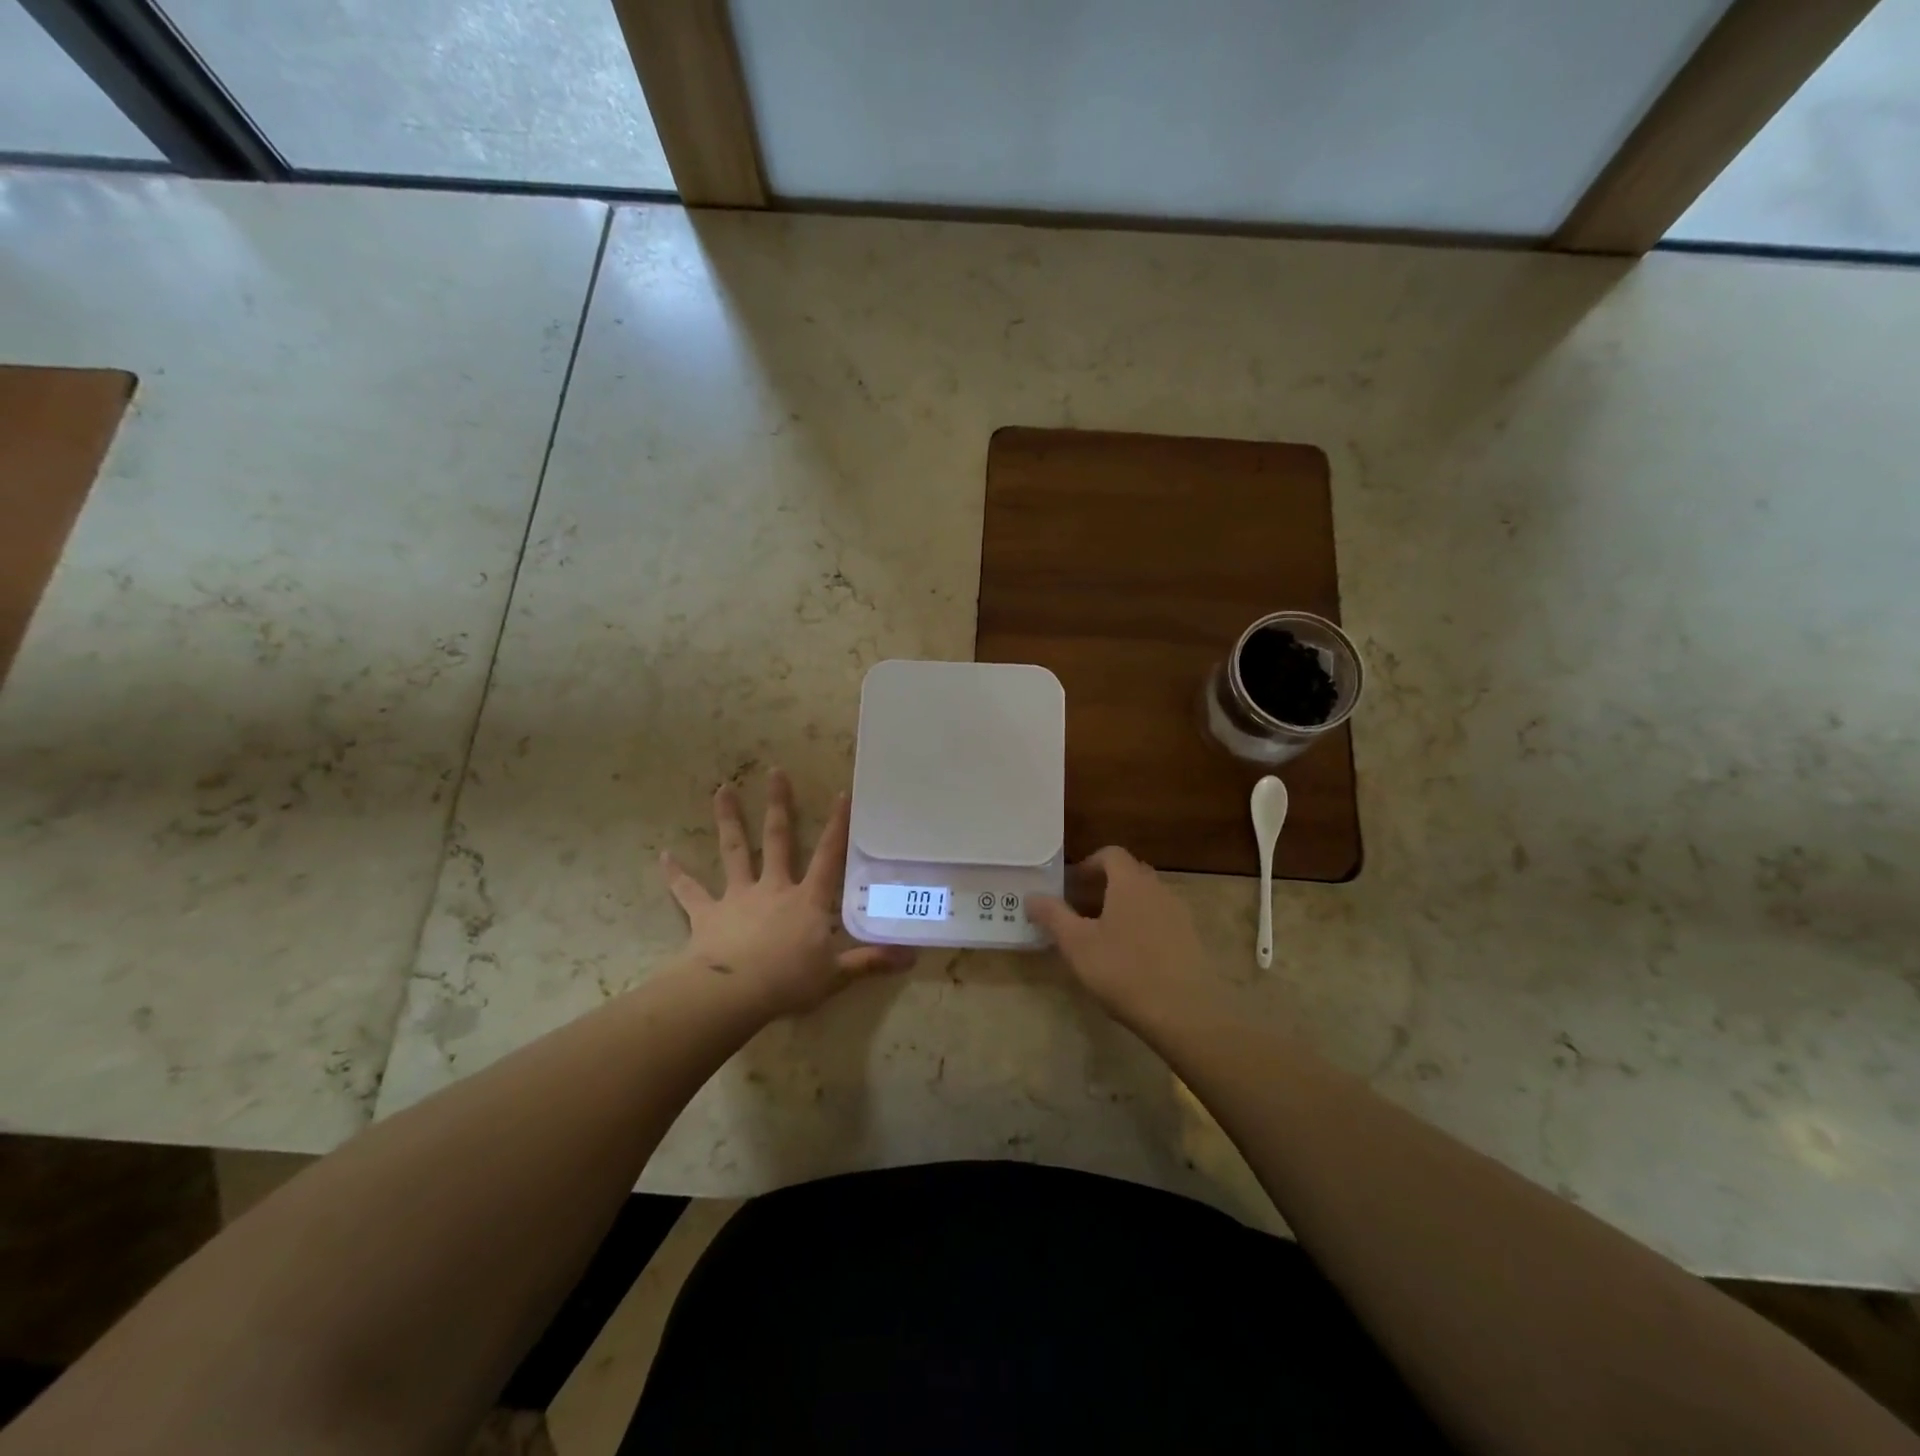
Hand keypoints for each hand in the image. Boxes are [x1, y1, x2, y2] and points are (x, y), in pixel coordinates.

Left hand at [661, 769, 913, 1018]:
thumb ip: (871, 961)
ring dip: (728, 819)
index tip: (841, 793)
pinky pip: (689, 891)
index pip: (828, 856)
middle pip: (777, 838)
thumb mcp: (837, 975)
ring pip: (734, 850)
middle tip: (774, 771)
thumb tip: (913, 957)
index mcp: (807, 899)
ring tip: (721, 789)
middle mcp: (773, 887)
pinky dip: (676, 874)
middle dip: (779, 804)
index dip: (837, 826)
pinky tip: (663, 856)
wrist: (734, 994)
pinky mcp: (707, 913)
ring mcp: (738, 897)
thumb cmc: (789, 981)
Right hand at [1027, 846, 1215, 1028]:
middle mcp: (1158, 889)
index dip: (1088, 863)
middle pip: (1129, 874)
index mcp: (1130, 882)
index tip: (1070, 884)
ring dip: (1123, 906)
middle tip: (1080, 909)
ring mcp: (1179, 914)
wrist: (1185, 1012)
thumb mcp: (1077, 944)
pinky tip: (1129, 957)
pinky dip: (1141, 926)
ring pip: (1145, 898)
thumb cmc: (1123, 970)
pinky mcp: (1191, 940)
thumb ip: (1053, 916)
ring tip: (1101, 935)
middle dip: (1103, 885)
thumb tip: (1031, 896)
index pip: (1111, 854)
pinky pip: (1160, 920)